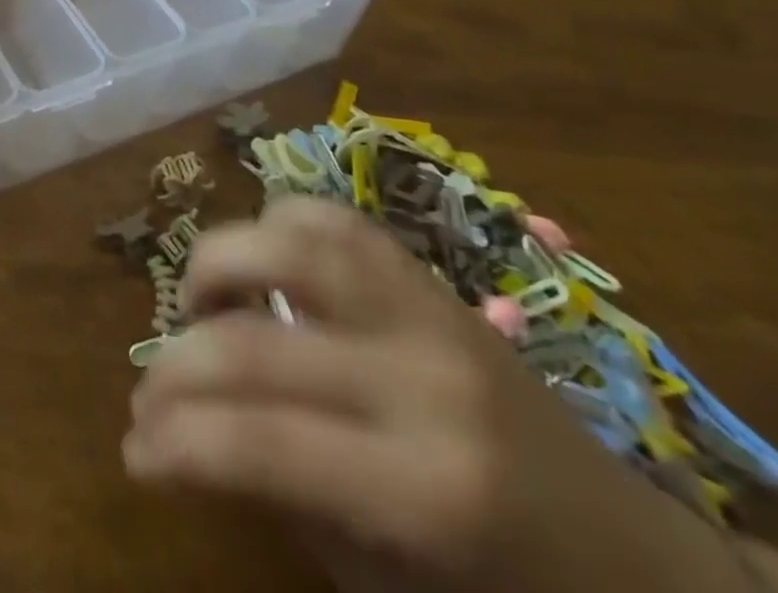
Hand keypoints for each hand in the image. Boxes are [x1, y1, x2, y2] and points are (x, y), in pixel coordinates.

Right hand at [123, 198, 693, 586]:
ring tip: (199, 309)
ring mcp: (429, 311)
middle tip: (146, 398)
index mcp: (427, 491)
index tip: (135, 454)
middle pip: (257, 343)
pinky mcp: (430, 278)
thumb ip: (281, 498)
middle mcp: (422, 380)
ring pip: (290, 243)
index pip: (259, 443)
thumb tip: (181, 438)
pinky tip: (263, 270)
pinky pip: (333, 220)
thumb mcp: (387, 586)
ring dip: (218, 267)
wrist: (642, 564)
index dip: (177, 442)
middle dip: (176, 368)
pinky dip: (276, 229)